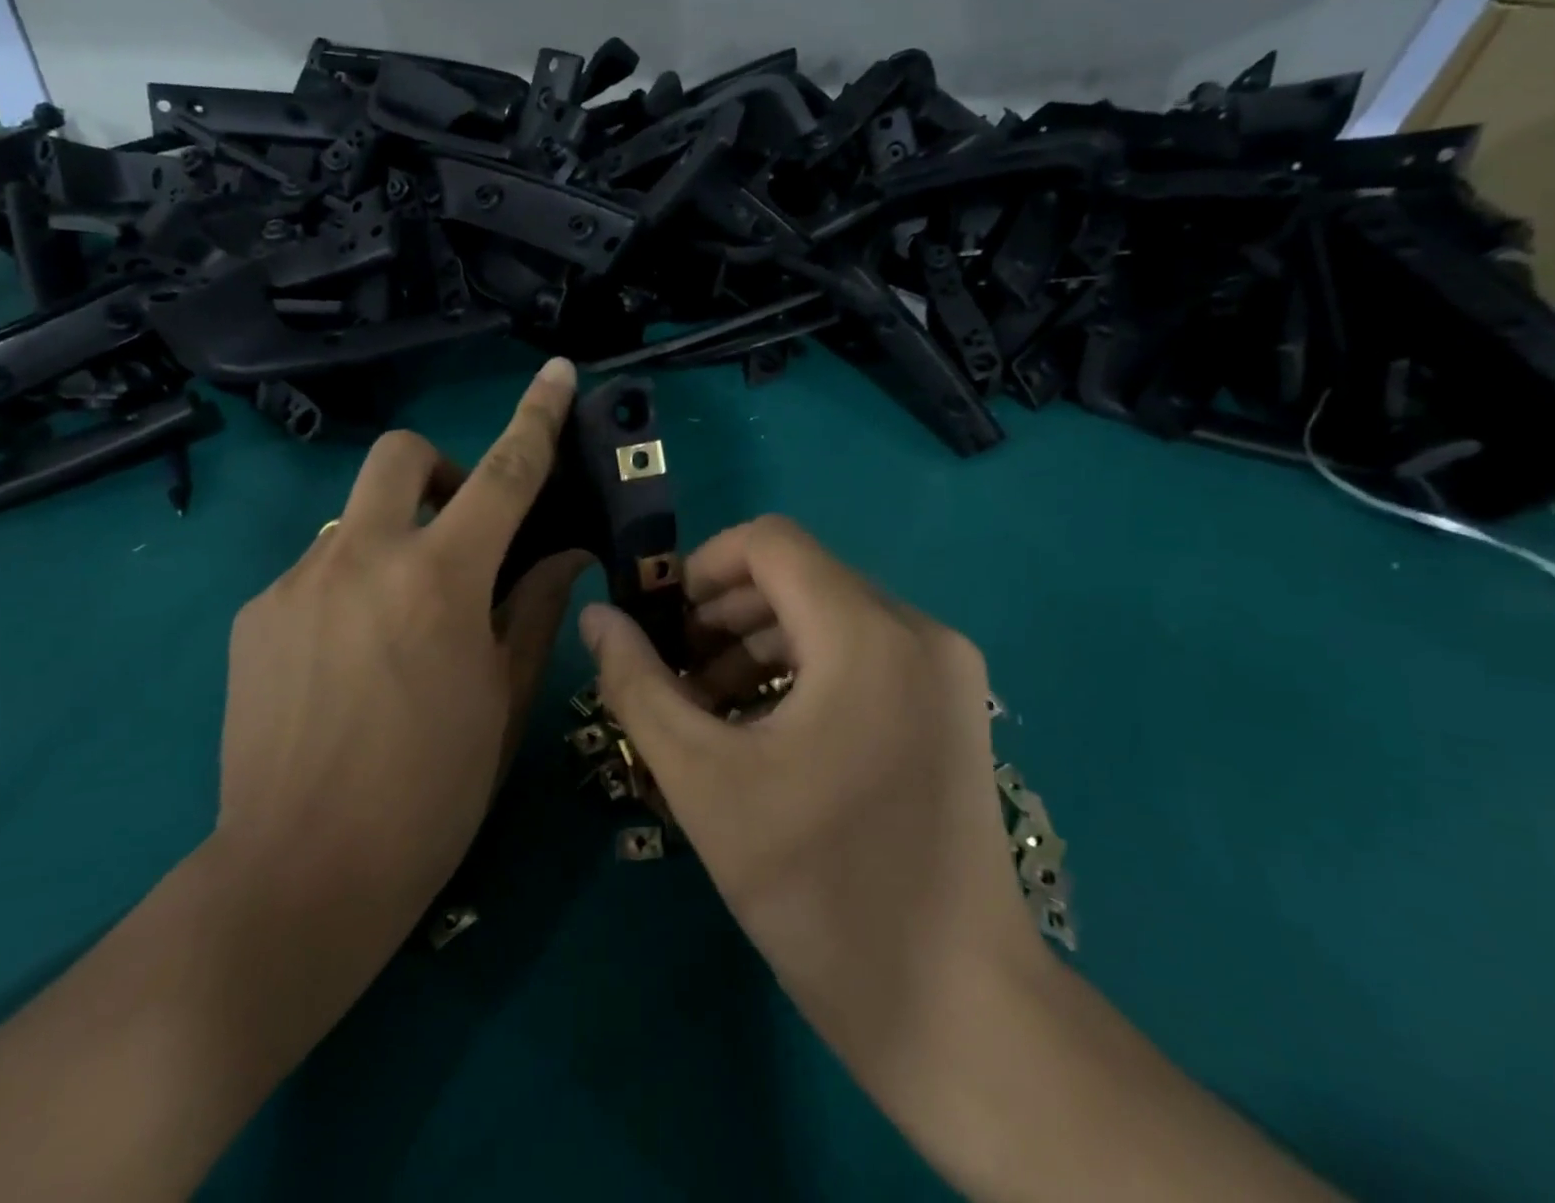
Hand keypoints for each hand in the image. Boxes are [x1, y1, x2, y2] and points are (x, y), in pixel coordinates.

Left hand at [212, 358, 589, 969]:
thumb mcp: (504, 699)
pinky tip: (347, 661)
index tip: (558, 371)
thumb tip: (562, 552)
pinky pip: (317, 571)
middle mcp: (363, 558)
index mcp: (440, 580)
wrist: (299, 875)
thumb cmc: (431, 793)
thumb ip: (533, 608)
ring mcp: (298, 582)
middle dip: (441, 470)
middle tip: (460, 532)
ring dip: (393, 539)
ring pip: (356, 517)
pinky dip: (350, 587)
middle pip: (402, 455)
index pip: (505, 473)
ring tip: (399, 622)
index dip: (537, 416)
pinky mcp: (256, 614)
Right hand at [578, 516, 1045, 1112]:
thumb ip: (639, 685)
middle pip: (798, 576)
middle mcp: (918, 630)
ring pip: (828, 614)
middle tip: (675, 677)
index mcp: (866, 634)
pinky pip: (860, 652)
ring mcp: (944, 669)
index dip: (702, 567)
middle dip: (723, 614)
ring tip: (709, 711)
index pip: (771, 542)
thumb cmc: (821, 890)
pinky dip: (801, 669)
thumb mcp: (705, 781)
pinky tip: (763, 731)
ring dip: (757, 645)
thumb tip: (596, 616)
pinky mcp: (950, 706)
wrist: (958, 1012)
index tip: (661, 626)